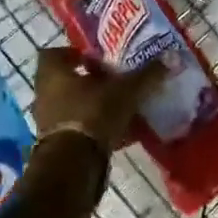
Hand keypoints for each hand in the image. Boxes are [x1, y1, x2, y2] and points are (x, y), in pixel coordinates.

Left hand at [32, 46, 164, 149]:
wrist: (74, 164)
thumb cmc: (93, 113)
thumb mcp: (126, 90)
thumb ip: (147, 74)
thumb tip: (171, 56)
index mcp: (53, 74)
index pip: (54, 53)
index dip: (73, 53)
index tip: (96, 57)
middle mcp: (45, 95)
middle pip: (66, 81)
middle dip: (90, 81)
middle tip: (114, 80)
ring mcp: (50, 122)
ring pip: (73, 106)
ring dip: (93, 105)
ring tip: (122, 105)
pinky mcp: (58, 146)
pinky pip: (80, 129)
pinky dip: (97, 128)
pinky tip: (121, 132)